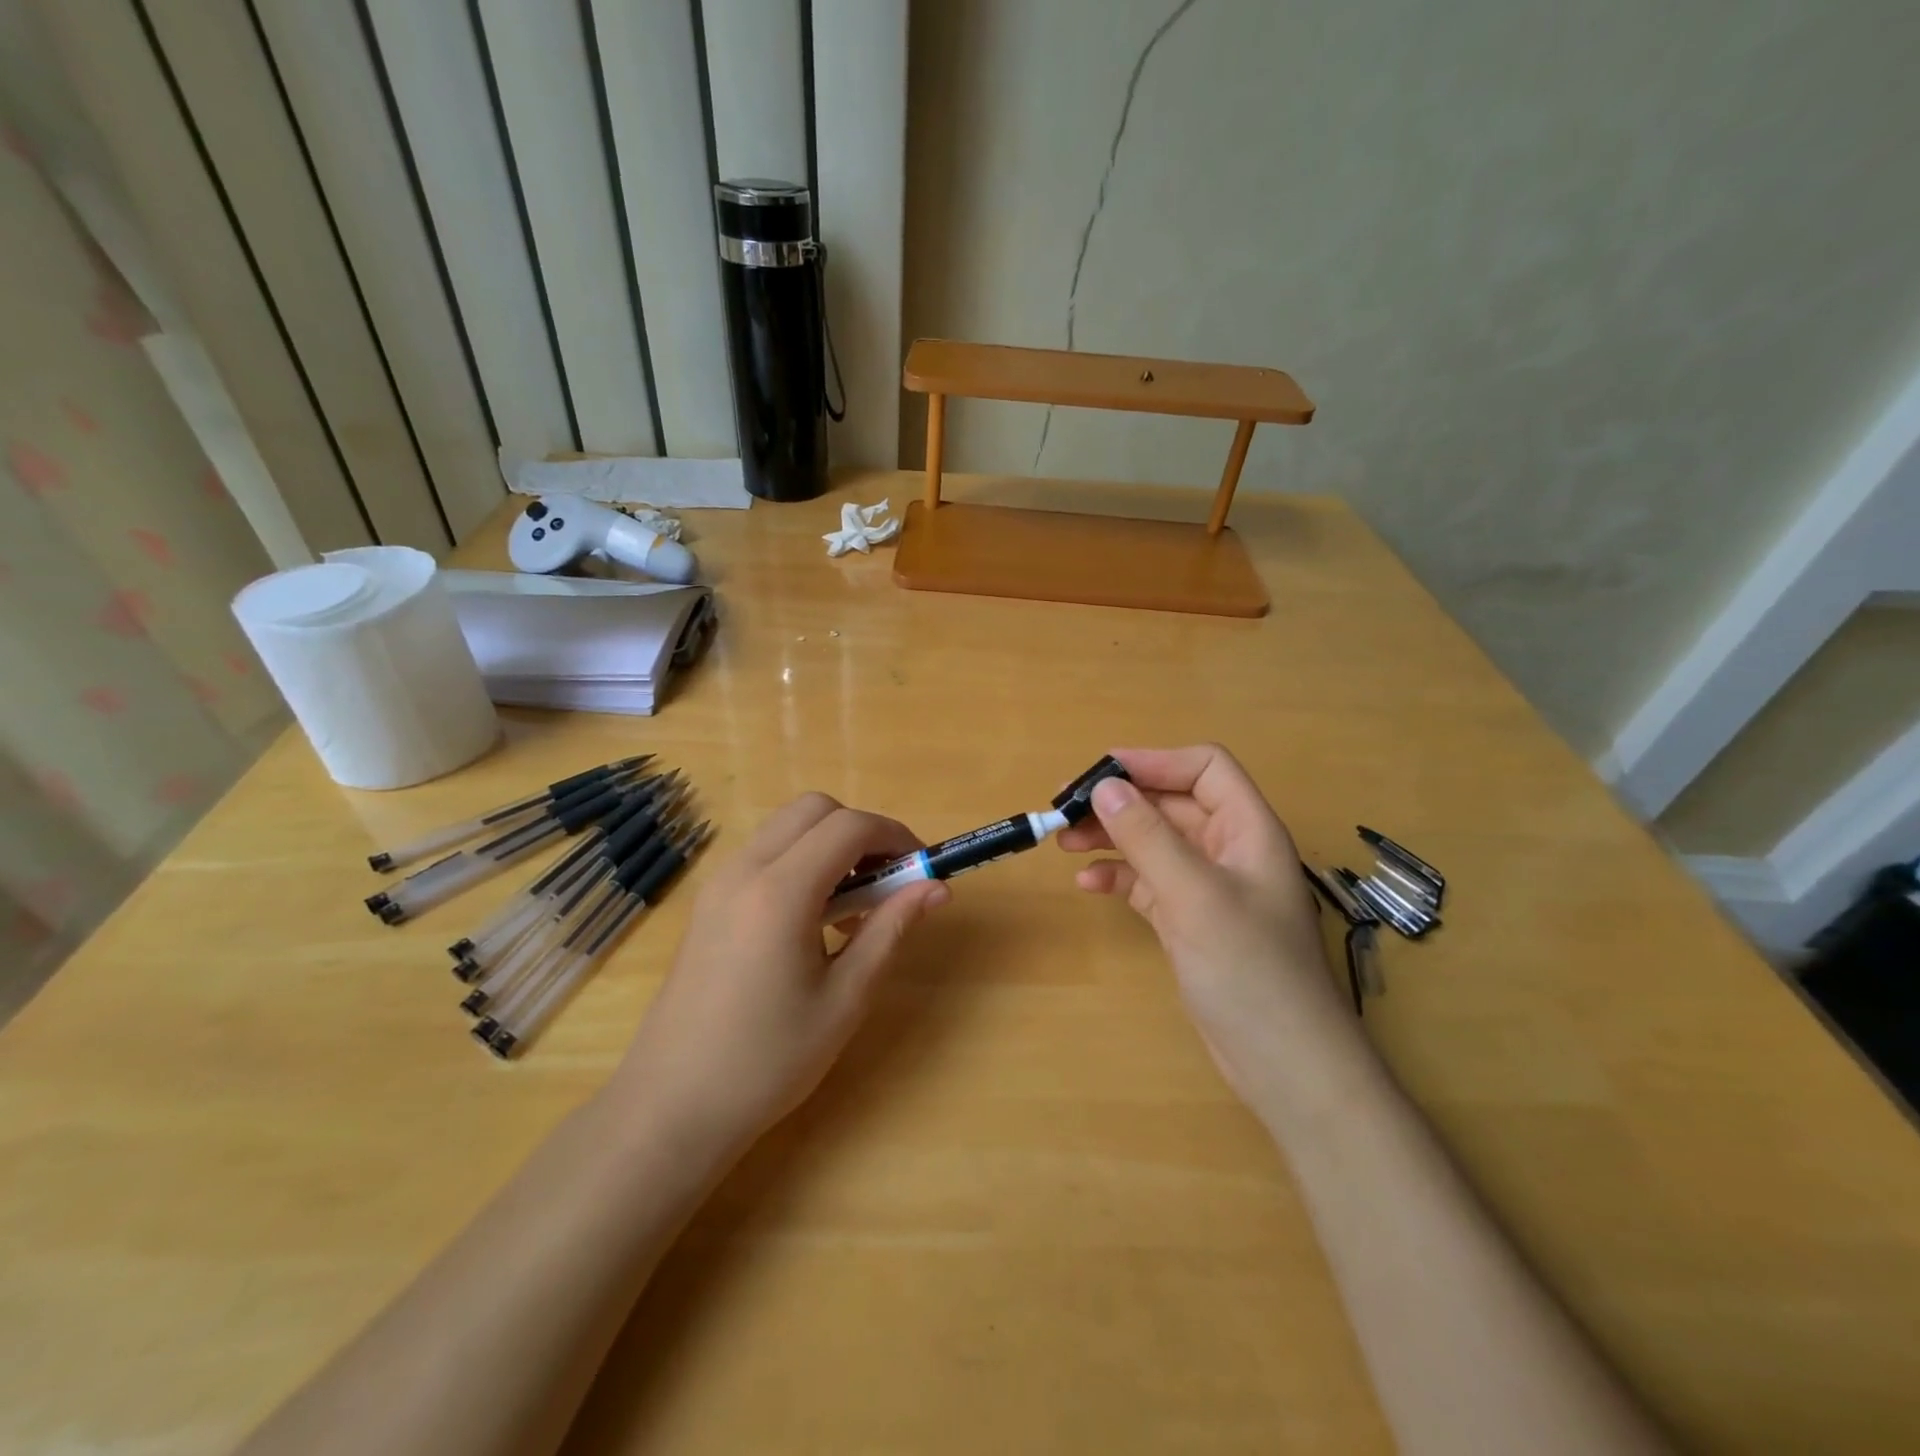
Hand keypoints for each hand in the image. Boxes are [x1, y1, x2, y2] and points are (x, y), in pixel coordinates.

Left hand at [609, 793, 948, 1153]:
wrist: (671, 1107)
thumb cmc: (767, 1061)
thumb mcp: (844, 999)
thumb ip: (890, 930)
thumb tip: (937, 888)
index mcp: (780, 892)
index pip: (849, 826)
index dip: (895, 835)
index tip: (922, 868)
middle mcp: (745, 870)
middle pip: (814, 809)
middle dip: (861, 830)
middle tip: (887, 880)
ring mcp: (719, 883)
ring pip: (787, 827)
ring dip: (829, 844)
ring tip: (853, 906)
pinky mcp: (708, 902)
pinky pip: (764, 853)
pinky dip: (800, 861)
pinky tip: (813, 920)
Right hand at [1057, 745, 1357, 1106]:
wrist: (1284, 1064)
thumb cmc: (1249, 969)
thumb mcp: (1193, 895)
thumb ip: (1147, 837)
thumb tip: (1104, 786)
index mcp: (1248, 829)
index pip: (1204, 768)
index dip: (1154, 761)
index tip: (1100, 773)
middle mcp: (1229, 850)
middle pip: (1170, 804)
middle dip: (1119, 801)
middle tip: (1064, 809)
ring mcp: (1209, 887)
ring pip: (1154, 842)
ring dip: (1111, 836)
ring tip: (1064, 842)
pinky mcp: (1190, 920)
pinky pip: (1148, 882)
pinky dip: (1119, 877)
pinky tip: (1088, 884)